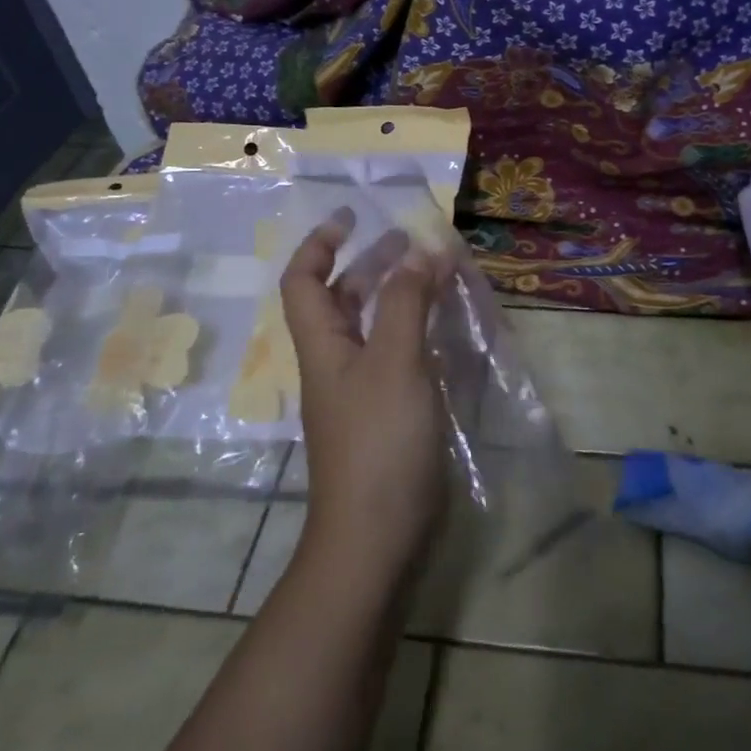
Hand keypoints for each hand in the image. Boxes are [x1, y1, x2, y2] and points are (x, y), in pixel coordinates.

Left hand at [281, 210, 450, 582]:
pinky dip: (416, 332)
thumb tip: (420, 251)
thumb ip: (406, 303)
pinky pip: (397, 356)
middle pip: (341, 298)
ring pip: (373, 326)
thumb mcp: (394, 362)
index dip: (320, 243)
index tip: (353, 216)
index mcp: (322, 343)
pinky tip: (446, 330)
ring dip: (398, 295)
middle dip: (370, 262)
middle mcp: (335, 361)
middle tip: (411, 241)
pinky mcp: (386, 414)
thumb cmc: (379, 441)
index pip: (303, 280)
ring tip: (437, 275)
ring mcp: (360, 390)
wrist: (376, 535)